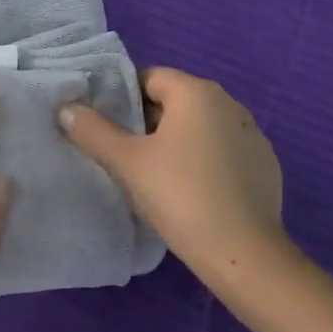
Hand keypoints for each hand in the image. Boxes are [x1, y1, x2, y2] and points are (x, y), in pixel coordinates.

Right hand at [59, 67, 284, 284]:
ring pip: (200, 128)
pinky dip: (203, 163)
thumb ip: (94, 131)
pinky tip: (190, 193)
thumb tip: (67, 108)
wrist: (243, 254)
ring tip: (152, 175)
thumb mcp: (127, 163)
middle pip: (175, 101)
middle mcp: (231, 104)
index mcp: (198, 93)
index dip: (122, 97)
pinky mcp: (265, 167)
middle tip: (121, 152)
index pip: (150, 77)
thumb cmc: (180, 196)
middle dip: (147, 122)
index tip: (104, 125)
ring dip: (175, 143)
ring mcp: (253, 136)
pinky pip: (222, 152)